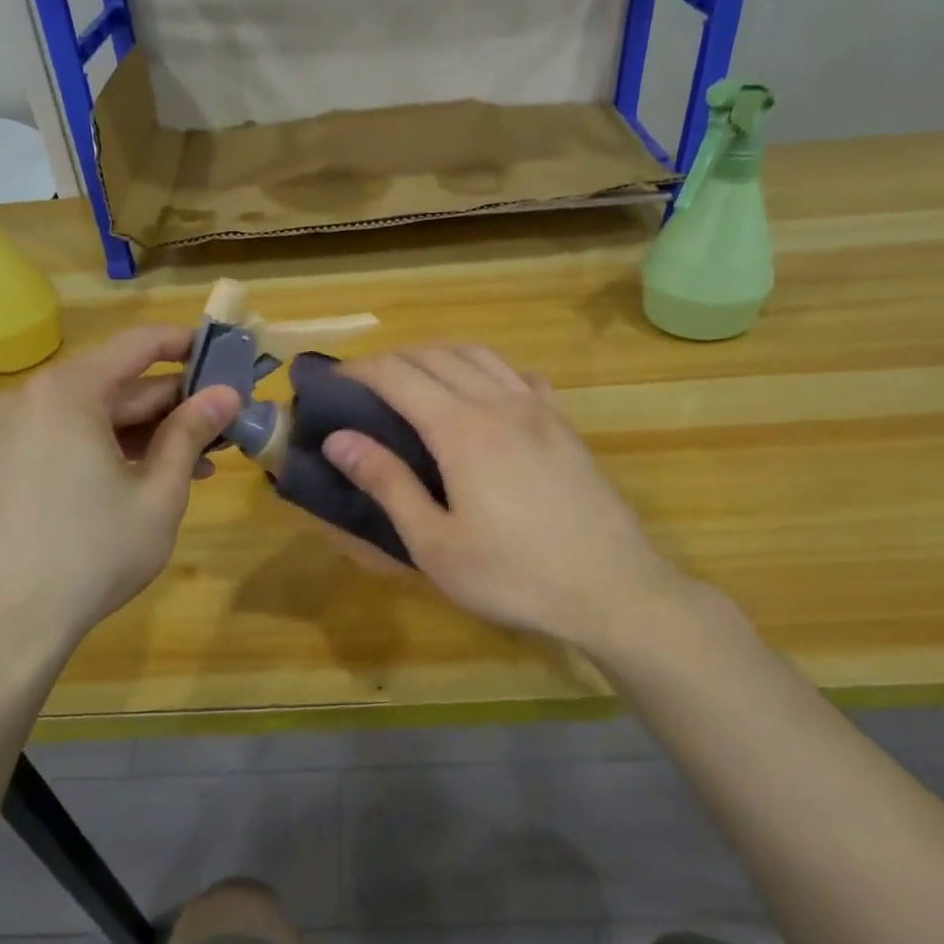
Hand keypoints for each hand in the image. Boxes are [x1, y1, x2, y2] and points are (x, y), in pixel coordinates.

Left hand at [0, 325, 239, 653]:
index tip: (225, 353)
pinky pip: (75, 434)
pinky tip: (157, 472)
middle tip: (225, 418)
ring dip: (151, 429)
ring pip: (100, 412)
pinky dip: (116, 446)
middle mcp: (37, 396)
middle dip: (175, 401)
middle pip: (120, 382)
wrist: (16, 619)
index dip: (186, 344)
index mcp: (70, 392)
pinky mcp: (13, 457)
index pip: (138, 345)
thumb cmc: (96, 552)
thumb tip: (227, 394)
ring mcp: (19, 428)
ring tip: (204, 455)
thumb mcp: (159, 491)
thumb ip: (191, 433)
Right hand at [322, 346, 695, 656]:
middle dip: (393, 359)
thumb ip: (387, 484)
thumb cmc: (512, 575)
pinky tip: (483, 392)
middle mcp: (498, 403)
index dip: (359, 372)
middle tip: (364, 384)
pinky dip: (488, 369)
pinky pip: (520, 375)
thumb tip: (339, 440)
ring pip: (481, 356)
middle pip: (437, 356)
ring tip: (415, 377)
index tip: (331, 382)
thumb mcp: (435, 543)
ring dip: (439, 355)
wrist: (612, 588)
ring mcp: (538, 410)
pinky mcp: (565, 426)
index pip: (398, 376)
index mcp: (461, 429)